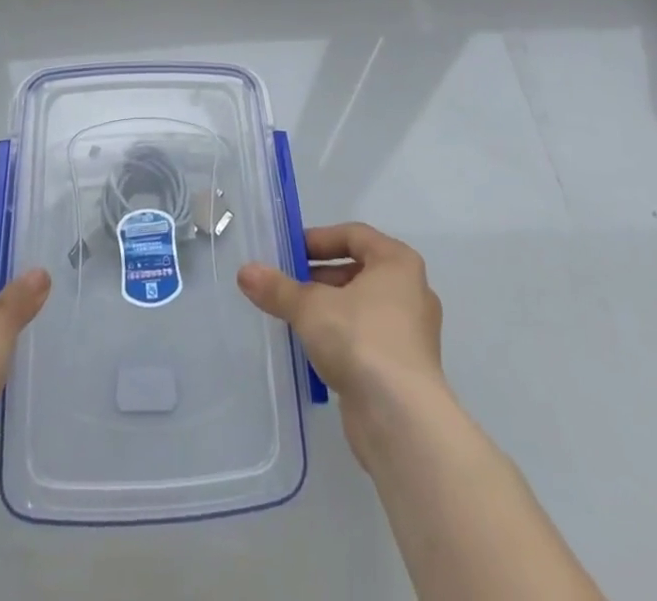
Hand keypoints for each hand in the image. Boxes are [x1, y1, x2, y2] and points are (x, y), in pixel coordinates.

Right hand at [238, 223, 445, 463]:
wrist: (402, 420)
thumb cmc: (360, 340)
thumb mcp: (310, 308)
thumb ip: (278, 288)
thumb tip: (245, 272)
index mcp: (397, 263)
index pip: (354, 235)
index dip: (319, 239)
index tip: (289, 252)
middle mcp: (411, 291)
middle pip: (357, 270)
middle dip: (319, 276)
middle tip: (286, 285)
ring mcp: (411, 332)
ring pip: (362, 306)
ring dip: (328, 308)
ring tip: (294, 317)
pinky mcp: (406, 368)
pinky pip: (368, 337)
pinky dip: (342, 337)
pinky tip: (315, 349)